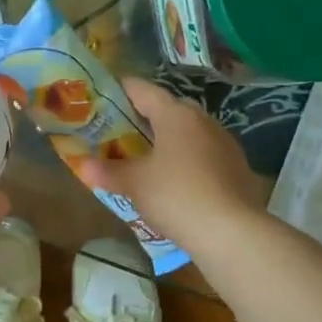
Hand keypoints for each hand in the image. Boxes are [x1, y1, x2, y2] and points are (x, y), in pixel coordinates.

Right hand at [77, 78, 260, 244]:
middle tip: (121, 130)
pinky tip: (174, 179)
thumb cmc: (176, 195)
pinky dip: (186, 158)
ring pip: (189, 132)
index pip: (143, 90)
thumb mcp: (134, 183)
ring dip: (168, 139)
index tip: (104, 94)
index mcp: (175, 115)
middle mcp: (202, 120)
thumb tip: (84, 165)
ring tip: (146, 155)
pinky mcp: (237, 167)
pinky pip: (204, 153)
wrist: (231, 232)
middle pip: (168, 109)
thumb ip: (108, 171)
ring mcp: (224, 143)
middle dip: (145, 116)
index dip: (121, 89)